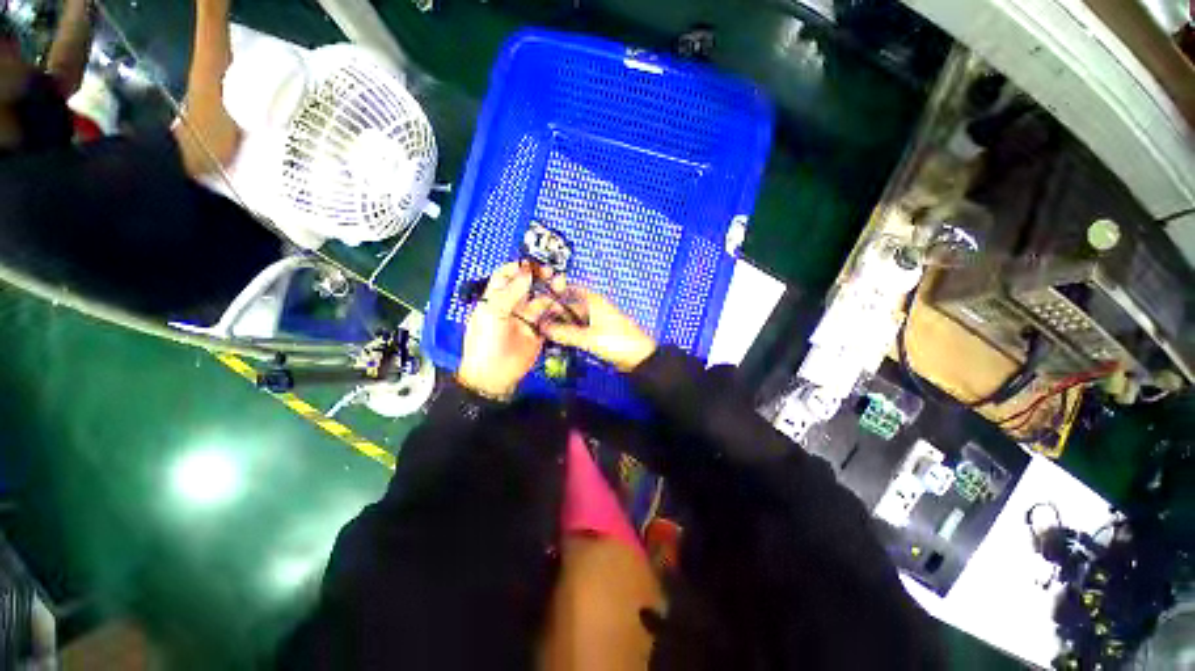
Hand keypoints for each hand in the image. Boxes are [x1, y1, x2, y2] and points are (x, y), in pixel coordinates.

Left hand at [457, 262, 553, 399]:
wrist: (494, 375)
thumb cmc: (486, 342)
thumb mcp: (493, 313)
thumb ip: (511, 291)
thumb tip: (526, 271)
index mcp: (496, 299)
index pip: (506, 276)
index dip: (518, 267)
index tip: (532, 263)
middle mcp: (512, 306)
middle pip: (527, 286)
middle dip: (539, 277)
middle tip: (551, 272)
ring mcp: (527, 319)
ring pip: (541, 300)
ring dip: (551, 292)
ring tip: (561, 284)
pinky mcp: (539, 332)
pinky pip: (550, 318)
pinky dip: (557, 310)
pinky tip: (564, 303)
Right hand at [540, 287, 656, 371]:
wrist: (639, 357)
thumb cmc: (618, 342)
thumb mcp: (588, 338)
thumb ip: (564, 333)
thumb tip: (544, 328)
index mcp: (594, 300)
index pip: (570, 289)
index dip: (555, 293)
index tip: (540, 302)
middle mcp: (595, 307)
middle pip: (571, 305)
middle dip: (556, 313)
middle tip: (540, 323)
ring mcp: (598, 319)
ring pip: (575, 318)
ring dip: (563, 325)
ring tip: (548, 333)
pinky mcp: (600, 332)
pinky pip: (581, 329)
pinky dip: (571, 333)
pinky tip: (562, 340)